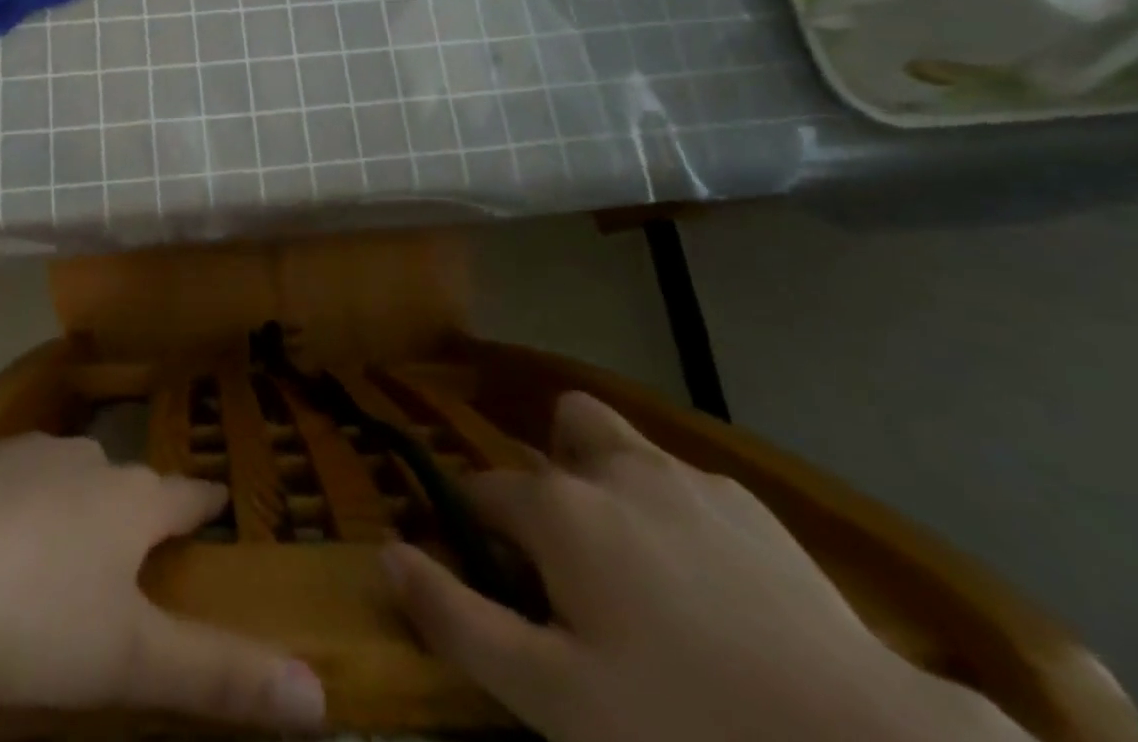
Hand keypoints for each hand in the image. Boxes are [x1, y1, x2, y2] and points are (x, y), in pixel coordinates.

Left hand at [0, 434, 326, 729]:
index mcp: (131, 501)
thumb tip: (321, 696)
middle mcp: (88, 460)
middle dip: (138, 510)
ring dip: (78, 503)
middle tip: (134, 549)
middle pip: (128, 483)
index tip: (218, 506)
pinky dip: (19, 503)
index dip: (207, 505)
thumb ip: (220, 676)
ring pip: (70, 475)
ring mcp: (27, 452)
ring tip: (62, 549)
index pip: (189, 496)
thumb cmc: (28, 619)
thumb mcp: (127, 662)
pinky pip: (13, 478)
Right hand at [384, 393, 1028, 741]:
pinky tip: (711, 590)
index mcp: (560, 508)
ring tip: (635, 565)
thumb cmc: (688, 728)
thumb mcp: (554, 699)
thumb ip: (459, 620)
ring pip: (623, 441)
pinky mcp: (750, 504)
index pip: (483, 493)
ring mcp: (687, 478)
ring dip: (610, 478)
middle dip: (553, 470)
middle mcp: (614, 468)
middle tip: (570, 557)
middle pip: (563, 425)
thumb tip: (388, 555)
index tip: (487, 577)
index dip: (473, 530)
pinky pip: (684, 483)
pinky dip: (672, 512)